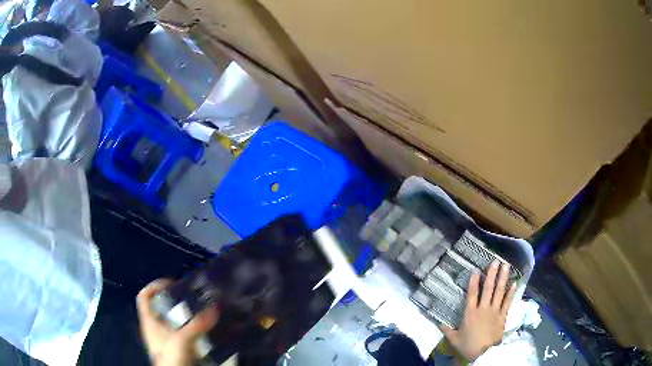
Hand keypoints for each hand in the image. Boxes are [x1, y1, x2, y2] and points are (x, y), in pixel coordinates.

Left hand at [137, 279, 219, 365]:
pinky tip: (203, 330)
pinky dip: (190, 329)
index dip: (155, 286)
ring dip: (185, 315)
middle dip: (175, 300)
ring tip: (200, 311)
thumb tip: (214, 307)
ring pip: (172, 320)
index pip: (144, 296)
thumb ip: (197, 325)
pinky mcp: (175, 347)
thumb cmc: (171, 357)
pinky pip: (182, 333)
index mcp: (149, 321)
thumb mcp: (182, 340)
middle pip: (160, 307)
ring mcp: (165, 338)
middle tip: (192, 298)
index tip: (172, 284)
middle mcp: (155, 327)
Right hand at [439, 261, 516, 360]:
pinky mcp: (503, 315)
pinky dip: (511, 292)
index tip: (476, 270)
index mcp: (470, 313)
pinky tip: (515, 283)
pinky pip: (508, 302)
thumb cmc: (468, 345)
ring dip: (503, 278)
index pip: (472, 294)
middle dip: (491, 274)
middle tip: (495, 261)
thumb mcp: (454, 339)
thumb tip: (438, 323)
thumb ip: (447, 330)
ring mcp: (494, 311)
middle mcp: (483, 309)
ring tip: (506, 266)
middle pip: (488, 289)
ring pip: (499, 292)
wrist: (484, 353)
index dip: (473, 282)